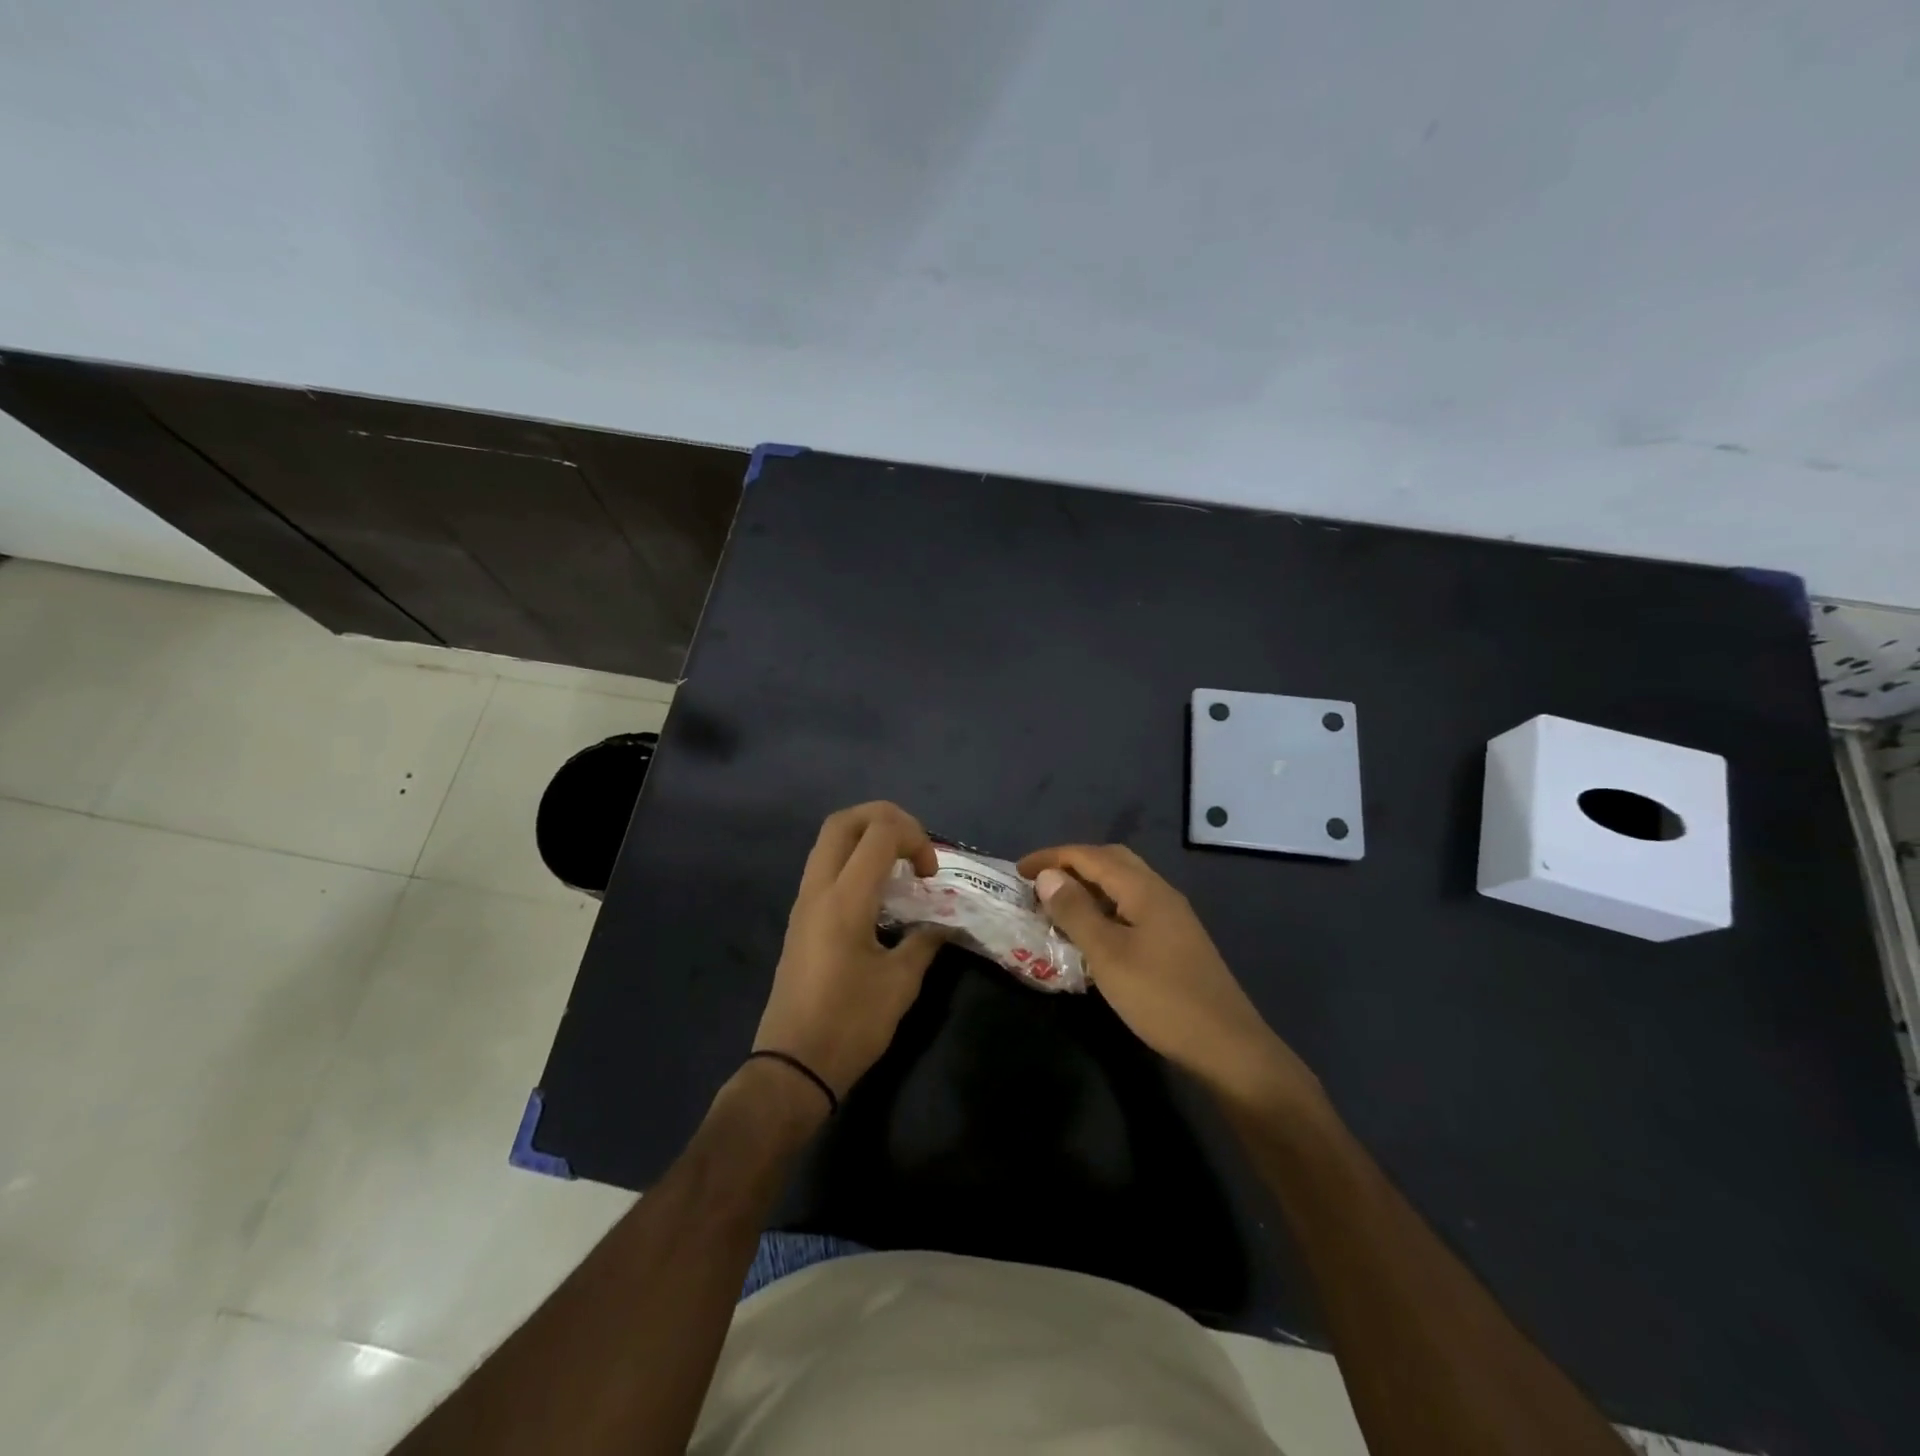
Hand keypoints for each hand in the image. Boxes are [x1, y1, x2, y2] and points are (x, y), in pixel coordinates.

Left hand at [755, 802, 945, 1100]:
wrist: (793, 1065)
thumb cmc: (850, 1024)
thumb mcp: (900, 983)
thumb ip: (925, 941)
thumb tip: (942, 924)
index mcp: (844, 899)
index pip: (879, 833)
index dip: (915, 838)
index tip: (931, 874)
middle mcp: (818, 889)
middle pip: (843, 822)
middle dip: (885, 818)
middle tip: (914, 845)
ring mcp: (804, 902)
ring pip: (829, 841)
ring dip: (867, 837)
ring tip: (899, 865)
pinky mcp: (800, 918)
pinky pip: (825, 865)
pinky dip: (854, 859)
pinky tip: (878, 892)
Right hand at [1017, 843, 1323, 1114]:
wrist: (1226, 1046)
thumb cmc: (1161, 997)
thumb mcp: (1108, 954)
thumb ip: (1076, 911)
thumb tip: (1048, 876)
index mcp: (1144, 889)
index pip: (1091, 856)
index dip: (1052, 858)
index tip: (1018, 872)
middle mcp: (1160, 893)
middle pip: (1111, 862)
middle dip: (1071, 865)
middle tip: (1038, 884)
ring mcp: (1171, 917)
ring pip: (1122, 886)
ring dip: (1088, 888)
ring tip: (1056, 907)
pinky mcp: (1175, 941)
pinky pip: (1131, 908)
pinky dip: (1104, 910)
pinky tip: (1090, 935)